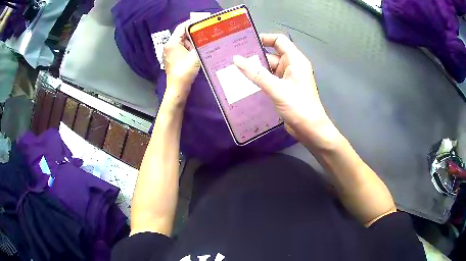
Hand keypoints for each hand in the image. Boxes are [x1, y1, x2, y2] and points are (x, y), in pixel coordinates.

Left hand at [163, 20, 200, 104]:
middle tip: (205, 35)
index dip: (191, 24)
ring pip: (181, 42)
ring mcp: (168, 52)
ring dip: (191, 43)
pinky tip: (196, 52)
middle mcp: (168, 46)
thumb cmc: (185, 71)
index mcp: (172, 43)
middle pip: (181, 35)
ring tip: (202, 45)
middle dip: (193, 35)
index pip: (181, 27)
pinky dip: (188, 49)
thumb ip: (200, 44)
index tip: (202, 23)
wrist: (178, 88)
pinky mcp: (171, 58)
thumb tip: (206, 37)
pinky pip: (180, 49)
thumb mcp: (195, 56)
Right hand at [233, 34, 334, 143]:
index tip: (245, 42)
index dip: (264, 38)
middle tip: (233, 57)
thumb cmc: (298, 106)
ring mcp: (288, 78)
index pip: (279, 40)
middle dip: (254, 55)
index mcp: (295, 60)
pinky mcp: (283, 89)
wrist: (310, 129)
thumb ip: (256, 74)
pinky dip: (259, 79)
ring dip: (255, 69)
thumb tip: (236, 59)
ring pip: (269, 68)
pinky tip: (244, 82)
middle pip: (271, 54)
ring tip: (234, 69)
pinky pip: (269, 79)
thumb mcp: (277, 88)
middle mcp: (292, 66)